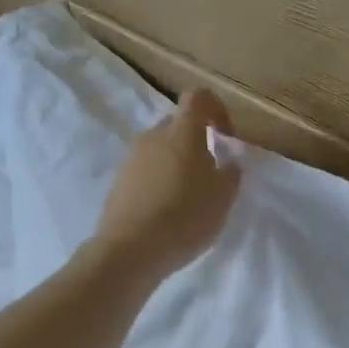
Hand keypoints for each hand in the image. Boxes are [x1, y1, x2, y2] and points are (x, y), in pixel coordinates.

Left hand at [91, 88, 241, 282]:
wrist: (130, 249)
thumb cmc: (185, 217)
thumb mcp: (223, 199)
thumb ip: (230, 174)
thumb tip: (228, 162)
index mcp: (182, 132)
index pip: (199, 97)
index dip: (217, 110)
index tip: (227, 137)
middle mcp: (153, 136)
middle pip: (178, 125)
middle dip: (196, 142)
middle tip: (210, 173)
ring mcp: (131, 158)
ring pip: (160, 150)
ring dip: (177, 164)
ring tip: (188, 198)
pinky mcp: (118, 182)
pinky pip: (145, 171)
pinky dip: (159, 182)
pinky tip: (167, 212)